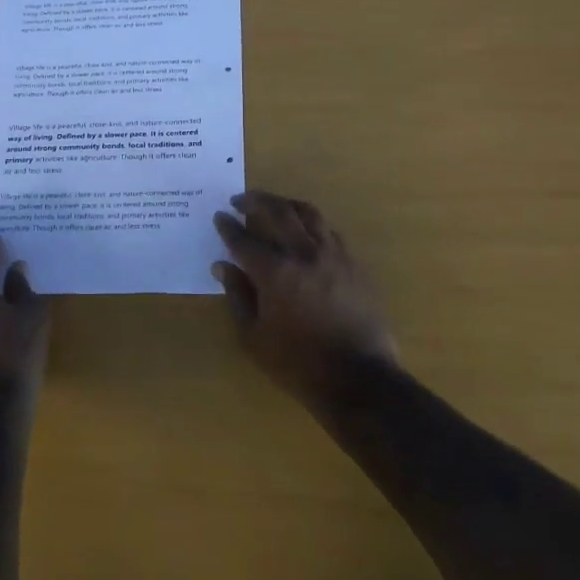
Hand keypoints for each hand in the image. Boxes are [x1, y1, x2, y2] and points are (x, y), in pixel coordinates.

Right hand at [213, 191, 398, 402]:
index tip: (220, 216)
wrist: (359, 378)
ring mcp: (332, 254)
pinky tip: (304, 231)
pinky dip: (311, 223)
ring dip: (285, 203)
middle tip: (240, 200)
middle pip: (277, 211)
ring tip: (273, 205)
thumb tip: (222, 266)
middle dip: (255, 201)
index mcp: (274, 272)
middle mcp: (303, 253)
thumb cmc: (298, 363)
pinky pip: (329, 230)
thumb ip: (237, 295)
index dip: (228, 226)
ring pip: (307, 213)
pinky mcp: (353, 262)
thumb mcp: (254, 336)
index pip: (243, 239)